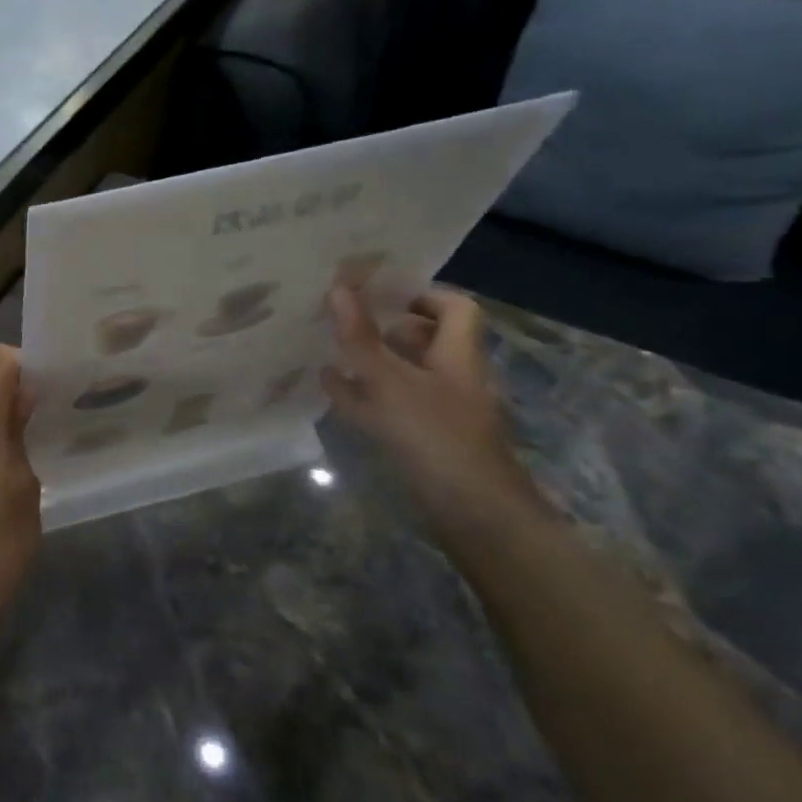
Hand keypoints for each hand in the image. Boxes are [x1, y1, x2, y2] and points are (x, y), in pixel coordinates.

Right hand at [321, 285, 544, 541]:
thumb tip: (338, 287)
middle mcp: (453, 378)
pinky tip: (333, 391)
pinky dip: (363, 395)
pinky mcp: (424, 439)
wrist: (471, 514)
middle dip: (386, 327)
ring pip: (405, 373)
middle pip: (426, 340)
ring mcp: (439, 411)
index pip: (455, 308)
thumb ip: (361, 337)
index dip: (422, 295)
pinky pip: (391, 406)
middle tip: (344, 317)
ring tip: (330, 348)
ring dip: (372, 360)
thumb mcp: (389, 381)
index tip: (379, 291)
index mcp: (457, 356)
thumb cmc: (434, 436)